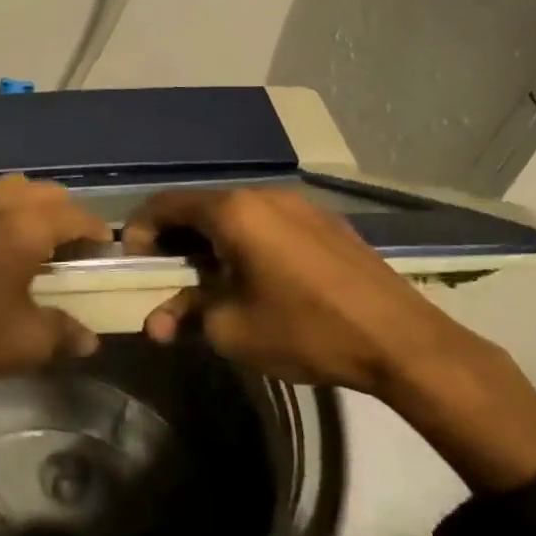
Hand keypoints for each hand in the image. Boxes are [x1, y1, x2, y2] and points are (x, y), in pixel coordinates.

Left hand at [0, 176, 107, 464]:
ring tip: (27, 238)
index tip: (102, 249)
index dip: (95, 230)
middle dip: (64, 213)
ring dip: (25, 204)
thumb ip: (64, 332)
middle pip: (42, 191)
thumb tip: (90, 339)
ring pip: (4, 187)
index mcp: (22, 227)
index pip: (74, 214)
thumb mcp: (23, 343)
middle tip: (69, 245)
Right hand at [121, 186, 535, 490]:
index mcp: (232, 212)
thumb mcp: (231, 329)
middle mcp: (262, 195)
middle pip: (199, 206)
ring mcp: (298, 204)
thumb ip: (185, 316)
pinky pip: (267, 221)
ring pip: (235, 214)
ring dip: (210, 240)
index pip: (164, 205)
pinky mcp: (325, 222)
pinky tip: (255, 275)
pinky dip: (245, 241)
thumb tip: (156, 323)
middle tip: (166, 274)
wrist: (402, 341)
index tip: (132, 261)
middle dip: (174, 239)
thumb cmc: (305, 330)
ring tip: (209, 278)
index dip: (139, 230)